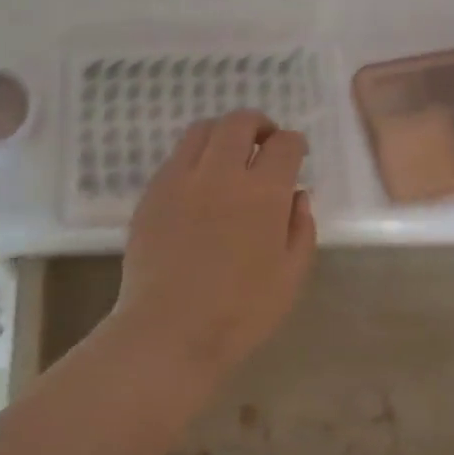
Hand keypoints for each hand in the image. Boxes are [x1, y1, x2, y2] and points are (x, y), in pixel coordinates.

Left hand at [113, 109, 316, 374]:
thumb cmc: (240, 312)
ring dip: (224, 133)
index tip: (296, 155)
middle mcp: (221, 174)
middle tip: (265, 142)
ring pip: (203, 129)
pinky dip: (195, 156)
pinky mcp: (152, 193)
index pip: (285, 144)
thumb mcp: (291, 275)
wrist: (169, 332)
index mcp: (263, 193)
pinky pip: (176, 156)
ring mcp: (181, 179)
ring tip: (230, 154)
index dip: (295, 144)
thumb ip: (301, 228)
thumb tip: (297, 196)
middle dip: (259, 124)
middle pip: (240, 122)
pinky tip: (200, 182)